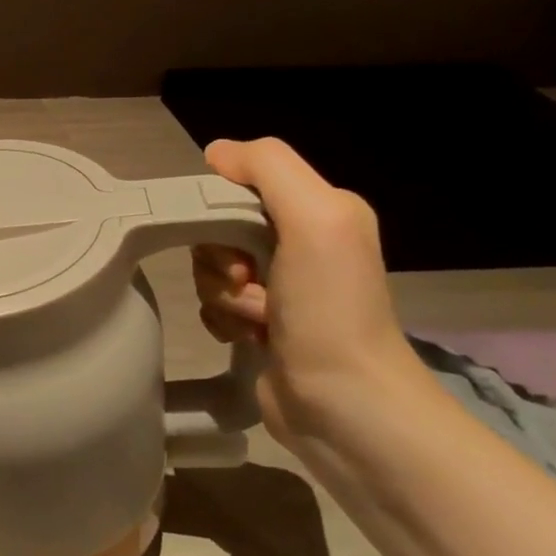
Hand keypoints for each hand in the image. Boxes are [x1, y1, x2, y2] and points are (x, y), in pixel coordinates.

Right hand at [192, 137, 427, 443]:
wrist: (344, 404)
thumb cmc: (330, 307)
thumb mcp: (315, 218)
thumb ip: (269, 168)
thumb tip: (216, 151)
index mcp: (320, 211)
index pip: (241, 186)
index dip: (220, 209)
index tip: (232, 240)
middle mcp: (302, 244)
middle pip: (219, 229)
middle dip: (220, 258)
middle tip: (248, 282)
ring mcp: (281, 288)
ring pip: (211, 269)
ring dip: (222, 294)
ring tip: (257, 319)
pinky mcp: (261, 325)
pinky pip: (213, 304)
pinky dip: (221, 319)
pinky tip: (248, 337)